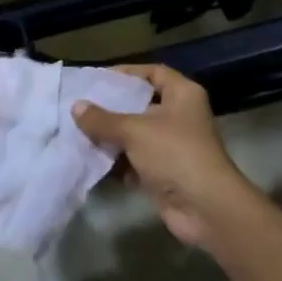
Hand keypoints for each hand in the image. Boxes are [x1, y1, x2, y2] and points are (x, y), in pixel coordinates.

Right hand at [71, 64, 260, 248]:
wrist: (205, 207)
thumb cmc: (174, 153)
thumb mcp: (134, 130)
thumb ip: (103, 119)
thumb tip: (76, 106)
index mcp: (182, 94)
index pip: (153, 72)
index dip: (127, 73)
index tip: (98, 79)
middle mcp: (180, 116)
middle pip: (141, 104)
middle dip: (112, 108)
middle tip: (81, 107)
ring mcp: (174, 146)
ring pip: (136, 135)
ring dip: (112, 137)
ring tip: (79, 133)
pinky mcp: (166, 172)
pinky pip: (137, 161)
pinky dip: (118, 162)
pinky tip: (92, 161)